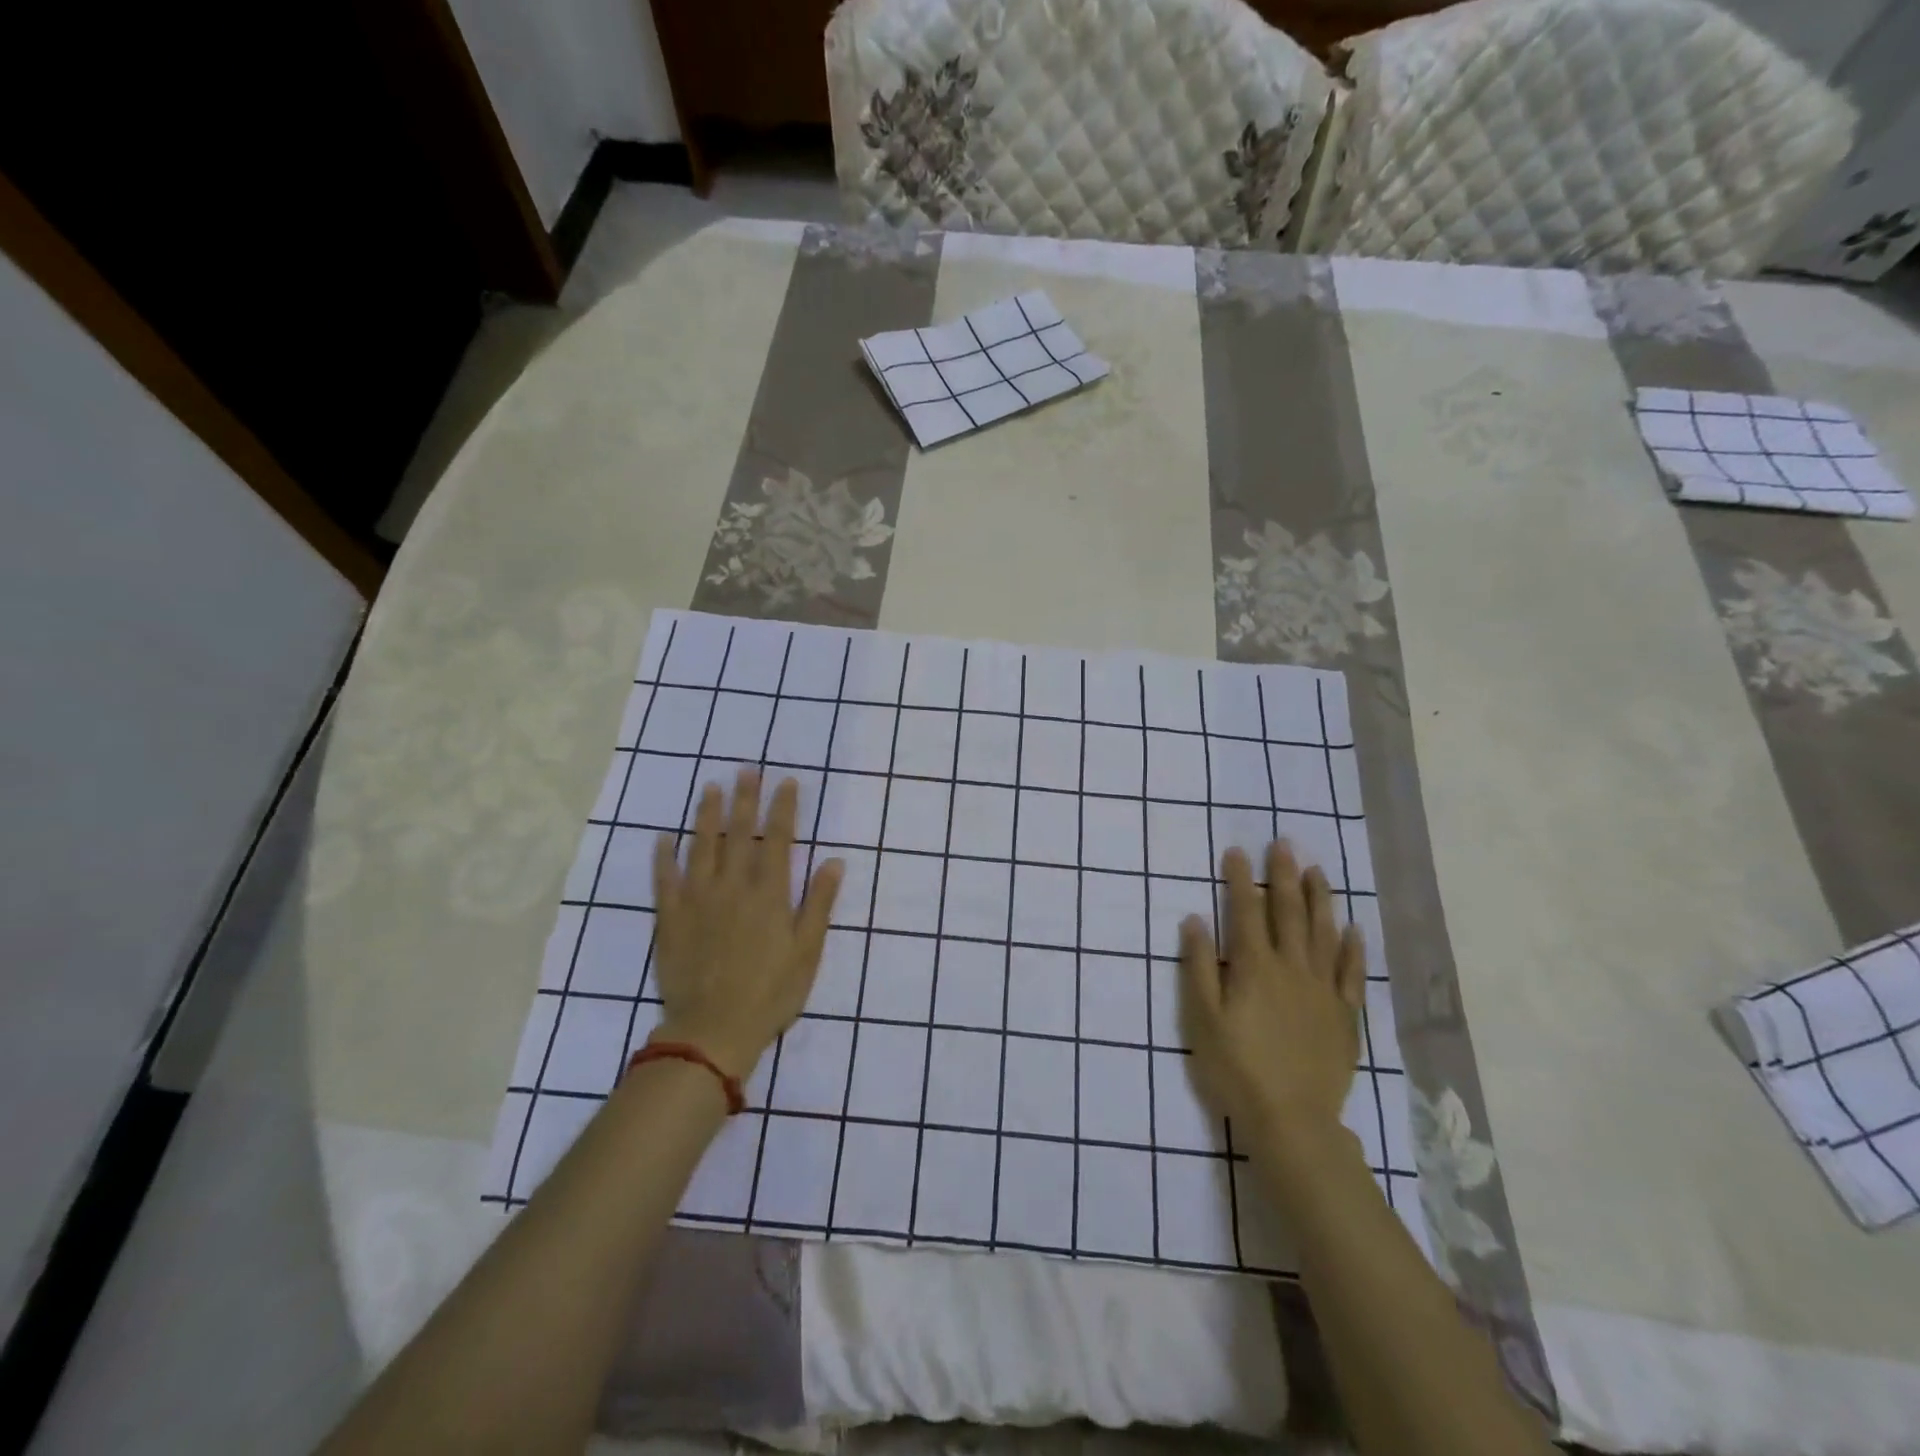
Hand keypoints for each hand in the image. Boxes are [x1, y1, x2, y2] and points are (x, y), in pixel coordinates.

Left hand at [650, 769, 842, 1080]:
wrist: (713, 1029)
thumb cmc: (770, 992)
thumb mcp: (807, 951)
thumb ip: (819, 903)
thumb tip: (835, 861)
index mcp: (770, 893)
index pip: (779, 839)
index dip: (783, 808)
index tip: (786, 782)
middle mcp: (733, 886)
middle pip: (740, 833)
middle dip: (745, 799)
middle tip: (746, 770)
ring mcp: (698, 899)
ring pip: (702, 846)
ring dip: (706, 815)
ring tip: (710, 787)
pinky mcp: (671, 917)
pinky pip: (665, 879)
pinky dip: (663, 857)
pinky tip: (663, 838)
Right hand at [1180, 841, 1365, 1158]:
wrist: (1293, 1120)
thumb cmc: (1237, 1067)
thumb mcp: (1203, 1018)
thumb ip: (1199, 966)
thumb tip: (1194, 919)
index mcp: (1254, 967)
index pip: (1245, 912)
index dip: (1240, 880)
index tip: (1236, 851)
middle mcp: (1292, 969)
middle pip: (1288, 913)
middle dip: (1283, 876)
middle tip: (1283, 844)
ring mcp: (1323, 990)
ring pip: (1323, 934)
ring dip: (1319, 899)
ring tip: (1317, 871)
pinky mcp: (1344, 1015)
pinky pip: (1351, 972)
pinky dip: (1351, 948)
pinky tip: (1352, 928)